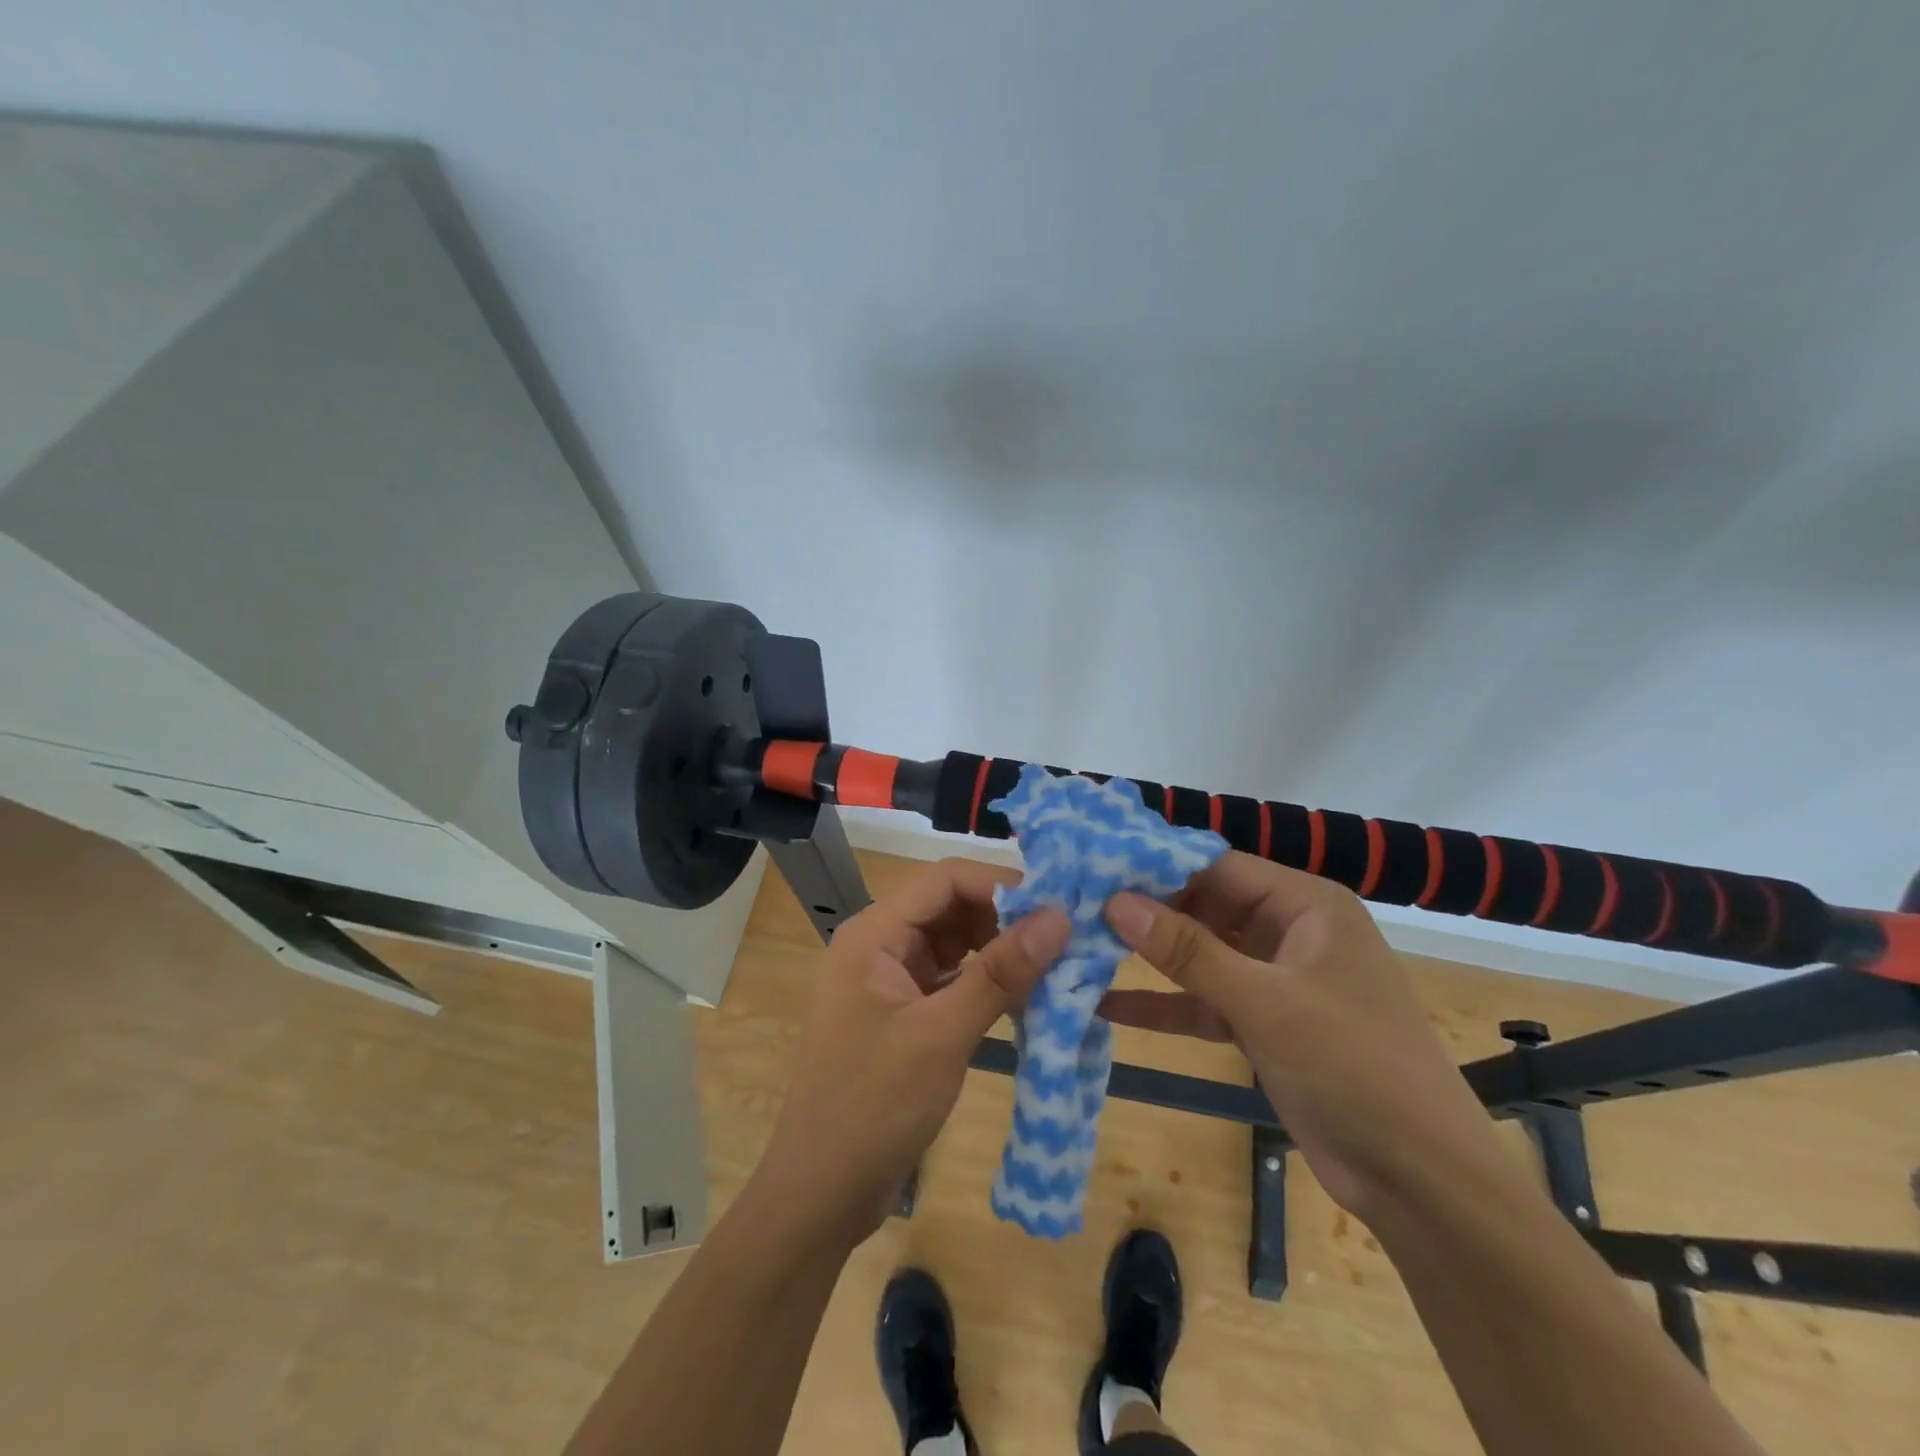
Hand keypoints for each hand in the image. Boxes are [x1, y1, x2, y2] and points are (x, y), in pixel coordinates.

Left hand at [748, 858, 1070, 1248]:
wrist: (820, 1194)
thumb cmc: (873, 1107)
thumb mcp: (942, 1035)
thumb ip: (1001, 973)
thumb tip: (1059, 917)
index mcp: (874, 934)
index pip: (944, 879)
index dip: (1000, 885)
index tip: (1056, 907)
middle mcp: (879, 945)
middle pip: (950, 907)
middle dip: (1005, 919)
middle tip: (1063, 941)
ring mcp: (889, 980)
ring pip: (954, 943)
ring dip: (999, 951)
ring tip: (1053, 968)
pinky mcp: (902, 1013)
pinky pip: (950, 979)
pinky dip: (985, 983)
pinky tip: (1024, 999)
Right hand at [1102, 853, 1500, 1214]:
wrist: (1419, 1180)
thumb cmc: (1352, 1065)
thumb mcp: (1264, 1001)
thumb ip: (1187, 950)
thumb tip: (1115, 901)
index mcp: (1306, 905)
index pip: (1218, 865)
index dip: (1157, 865)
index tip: (1093, 866)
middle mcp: (1289, 931)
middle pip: (1205, 907)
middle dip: (1146, 911)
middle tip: (1074, 906)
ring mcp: (1275, 980)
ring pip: (1200, 955)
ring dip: (1149, 958)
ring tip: (1079, 946)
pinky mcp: (1263, 1024)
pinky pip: (1204, 1001)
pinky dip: (1164, 1004)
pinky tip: (1106, 1004)